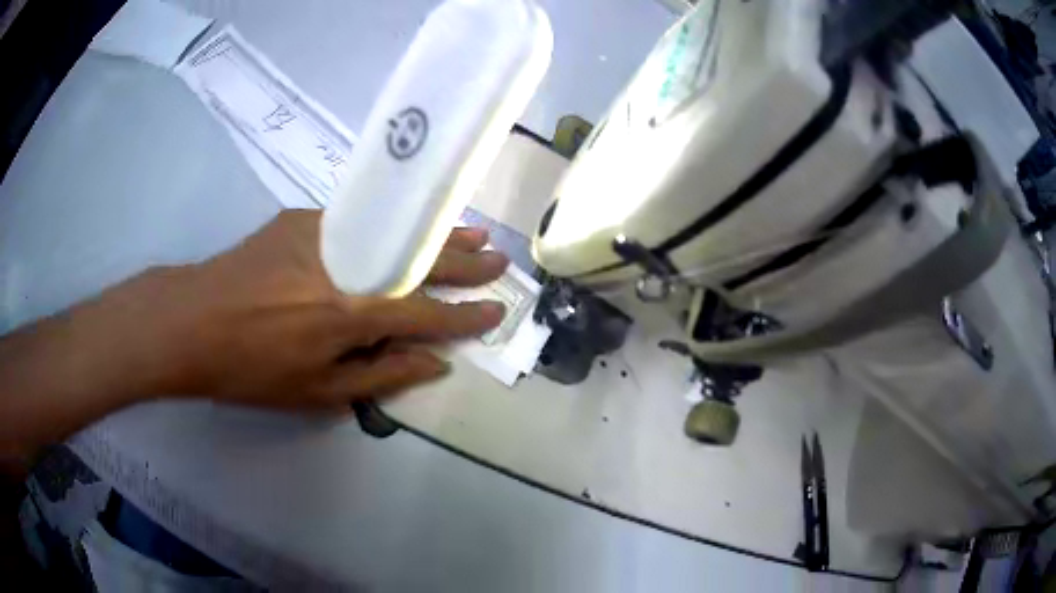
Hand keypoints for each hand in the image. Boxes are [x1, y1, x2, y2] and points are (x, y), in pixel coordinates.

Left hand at [125, 210, 508, 411]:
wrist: (190, 321)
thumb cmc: (250, 370)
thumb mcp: (316, 392)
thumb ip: (380, 376)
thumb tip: (432, 362)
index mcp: (348, 314)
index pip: (424, 313)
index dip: (464, 316)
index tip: (496, 311)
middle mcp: (343, 265)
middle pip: (415, 260)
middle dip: (462, 261)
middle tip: (498, 258)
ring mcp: (321, 233)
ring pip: (390, 232)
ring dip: (431, 234)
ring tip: (469, 232)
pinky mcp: (301, 219)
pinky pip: (355, 223)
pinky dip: (386, 227)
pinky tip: (400, 229)